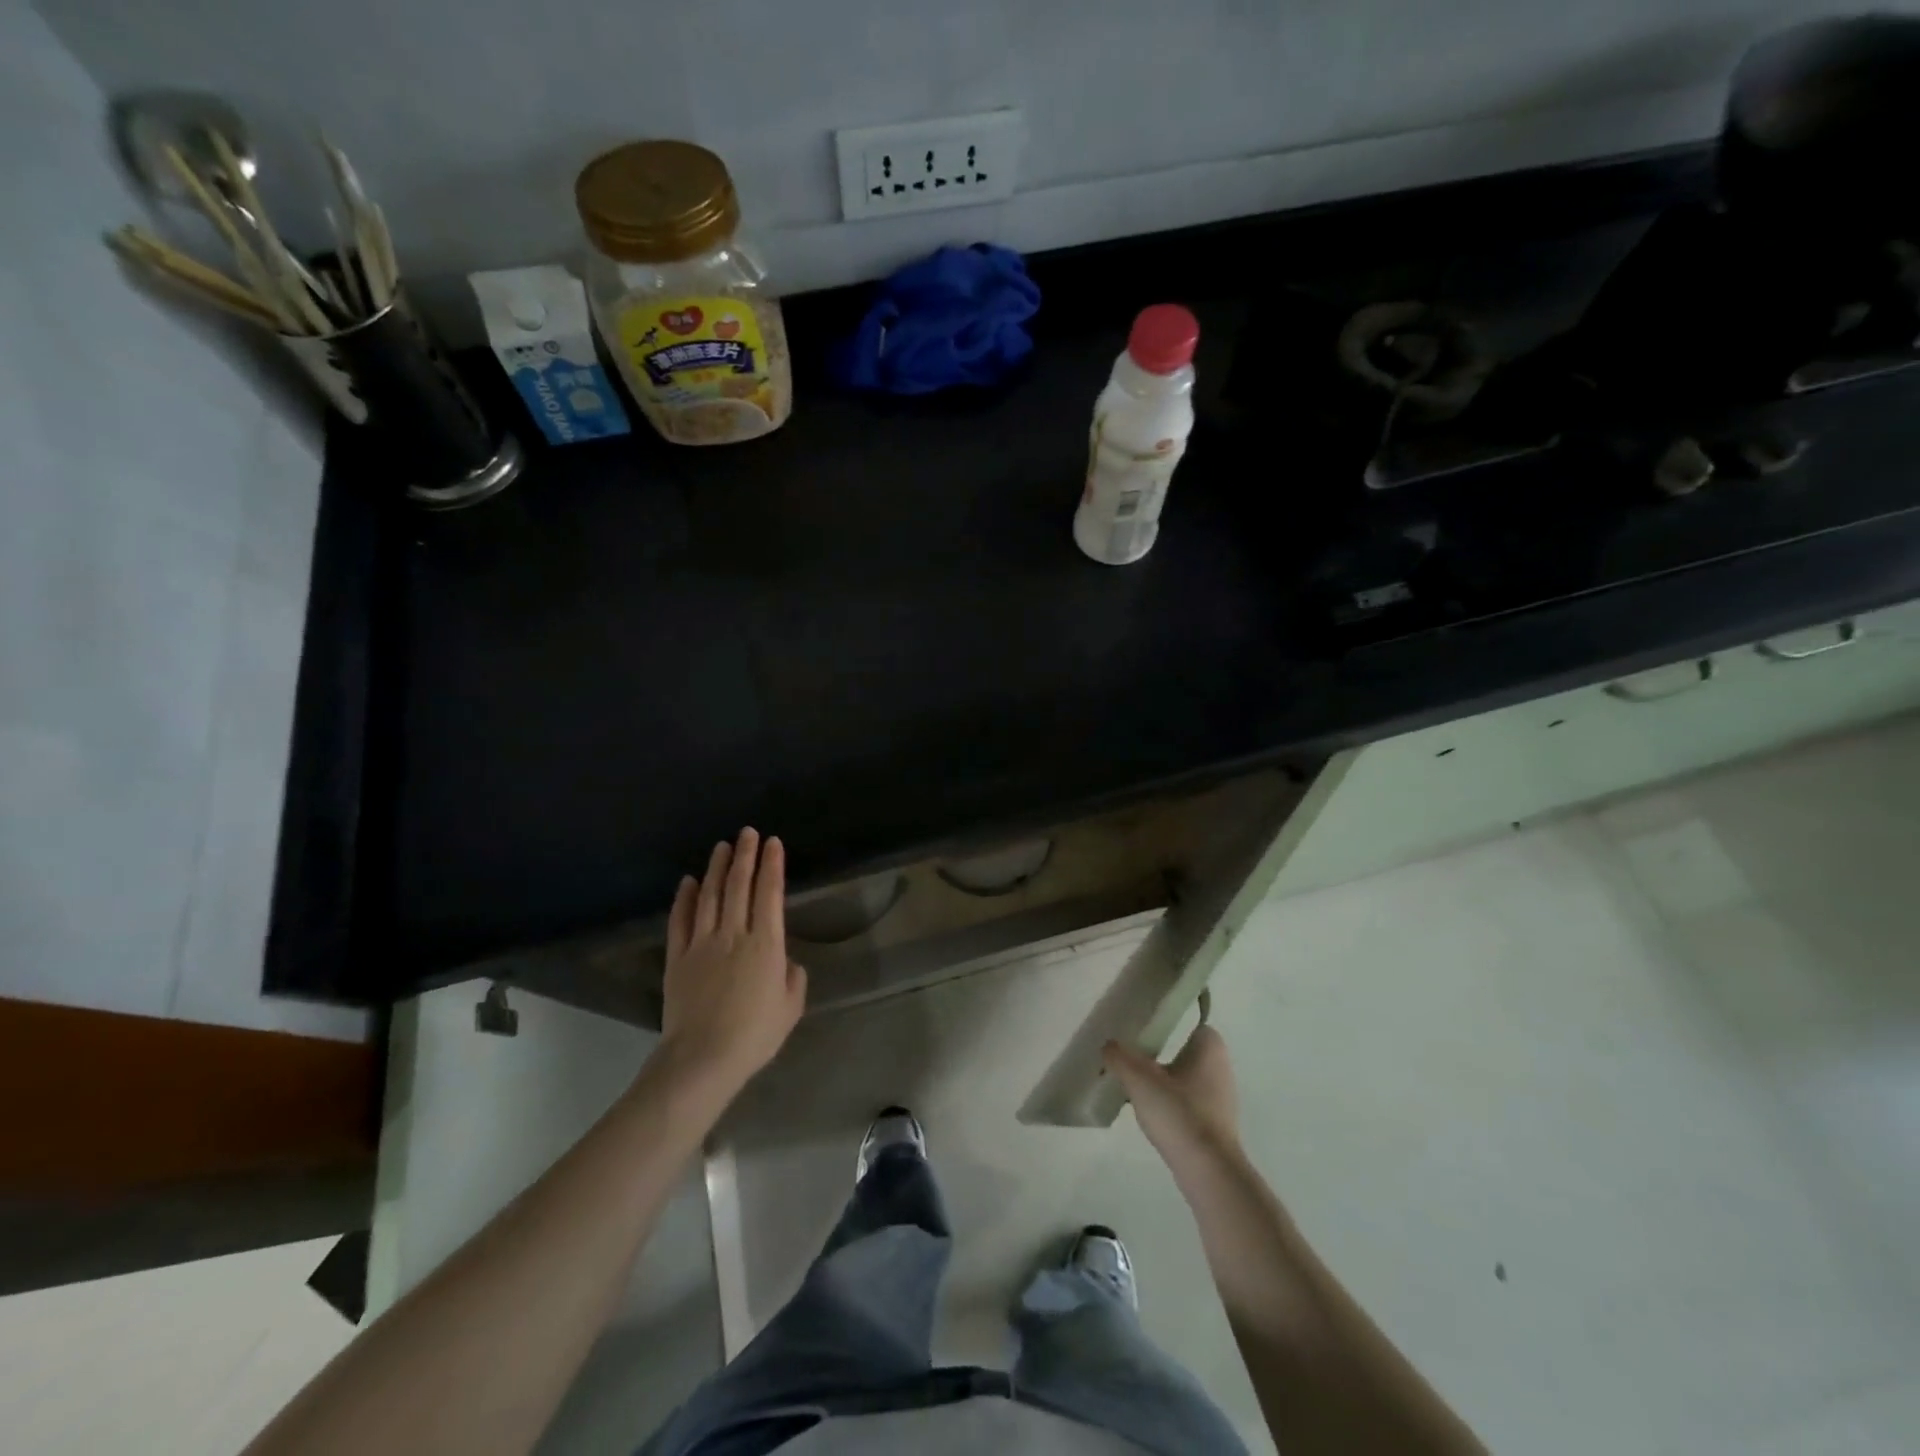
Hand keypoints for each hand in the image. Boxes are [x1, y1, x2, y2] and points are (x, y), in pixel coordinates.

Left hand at [662, 828, 806, 1095]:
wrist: (702, 1058)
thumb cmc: (754, 1035)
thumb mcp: (790, 1007)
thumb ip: (792, 978)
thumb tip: (784, 963)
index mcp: (766, 944)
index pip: (769, 893)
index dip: (772, 865)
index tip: (773, 843)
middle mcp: (734, 934)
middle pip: (738, 886)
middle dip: (744, 856)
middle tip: (747, 832)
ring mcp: (701, 943)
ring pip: (709, 896)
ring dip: (716, 868)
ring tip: (721, 846)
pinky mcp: (677, 958)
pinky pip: (680, 920)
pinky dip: (683, 898)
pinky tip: (687, 881)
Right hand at [1104, 1023, 1241, 1174]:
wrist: (1209, 1172)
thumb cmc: (1179, 1114)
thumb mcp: (1140, 1080)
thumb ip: (1119, 1057)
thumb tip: (1108, 1045)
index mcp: (1210, 1047)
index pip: (1187, 1023)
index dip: (1164, 1023)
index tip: (1141, 1031)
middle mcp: (1220, 1067)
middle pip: (1182, 1050)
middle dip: (1158, 1054)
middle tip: (1130, 1057)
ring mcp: (1220, 1097)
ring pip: (1183, 1077)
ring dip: (1161, 1081)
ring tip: (1133, 1086)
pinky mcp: (1215, 1123)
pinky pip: (1186, 1102)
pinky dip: (1169, 1103)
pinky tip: (1149, 1113)